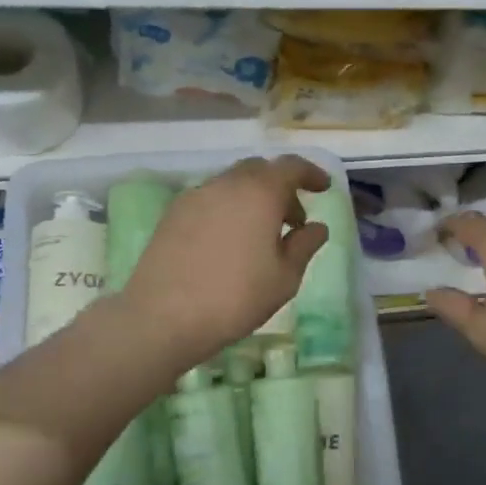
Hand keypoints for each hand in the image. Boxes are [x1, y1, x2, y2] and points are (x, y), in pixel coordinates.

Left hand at [116, 156, 330, 369]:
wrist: (162, 317)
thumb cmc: (235, 297)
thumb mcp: (285, 278)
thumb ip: (304, 246)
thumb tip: (316, 227)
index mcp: (259, 193)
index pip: (291, 166)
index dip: (310, 173)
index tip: (323, 188)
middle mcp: (226, 184)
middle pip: (259, 170)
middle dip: (281, 188)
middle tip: (292, 220)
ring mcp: (195, 196)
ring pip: (232, 184)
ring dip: (253, 199)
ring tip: (260, 236)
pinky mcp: (172, 214)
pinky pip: (210, 199)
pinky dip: (228, 209)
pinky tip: (229, 243)